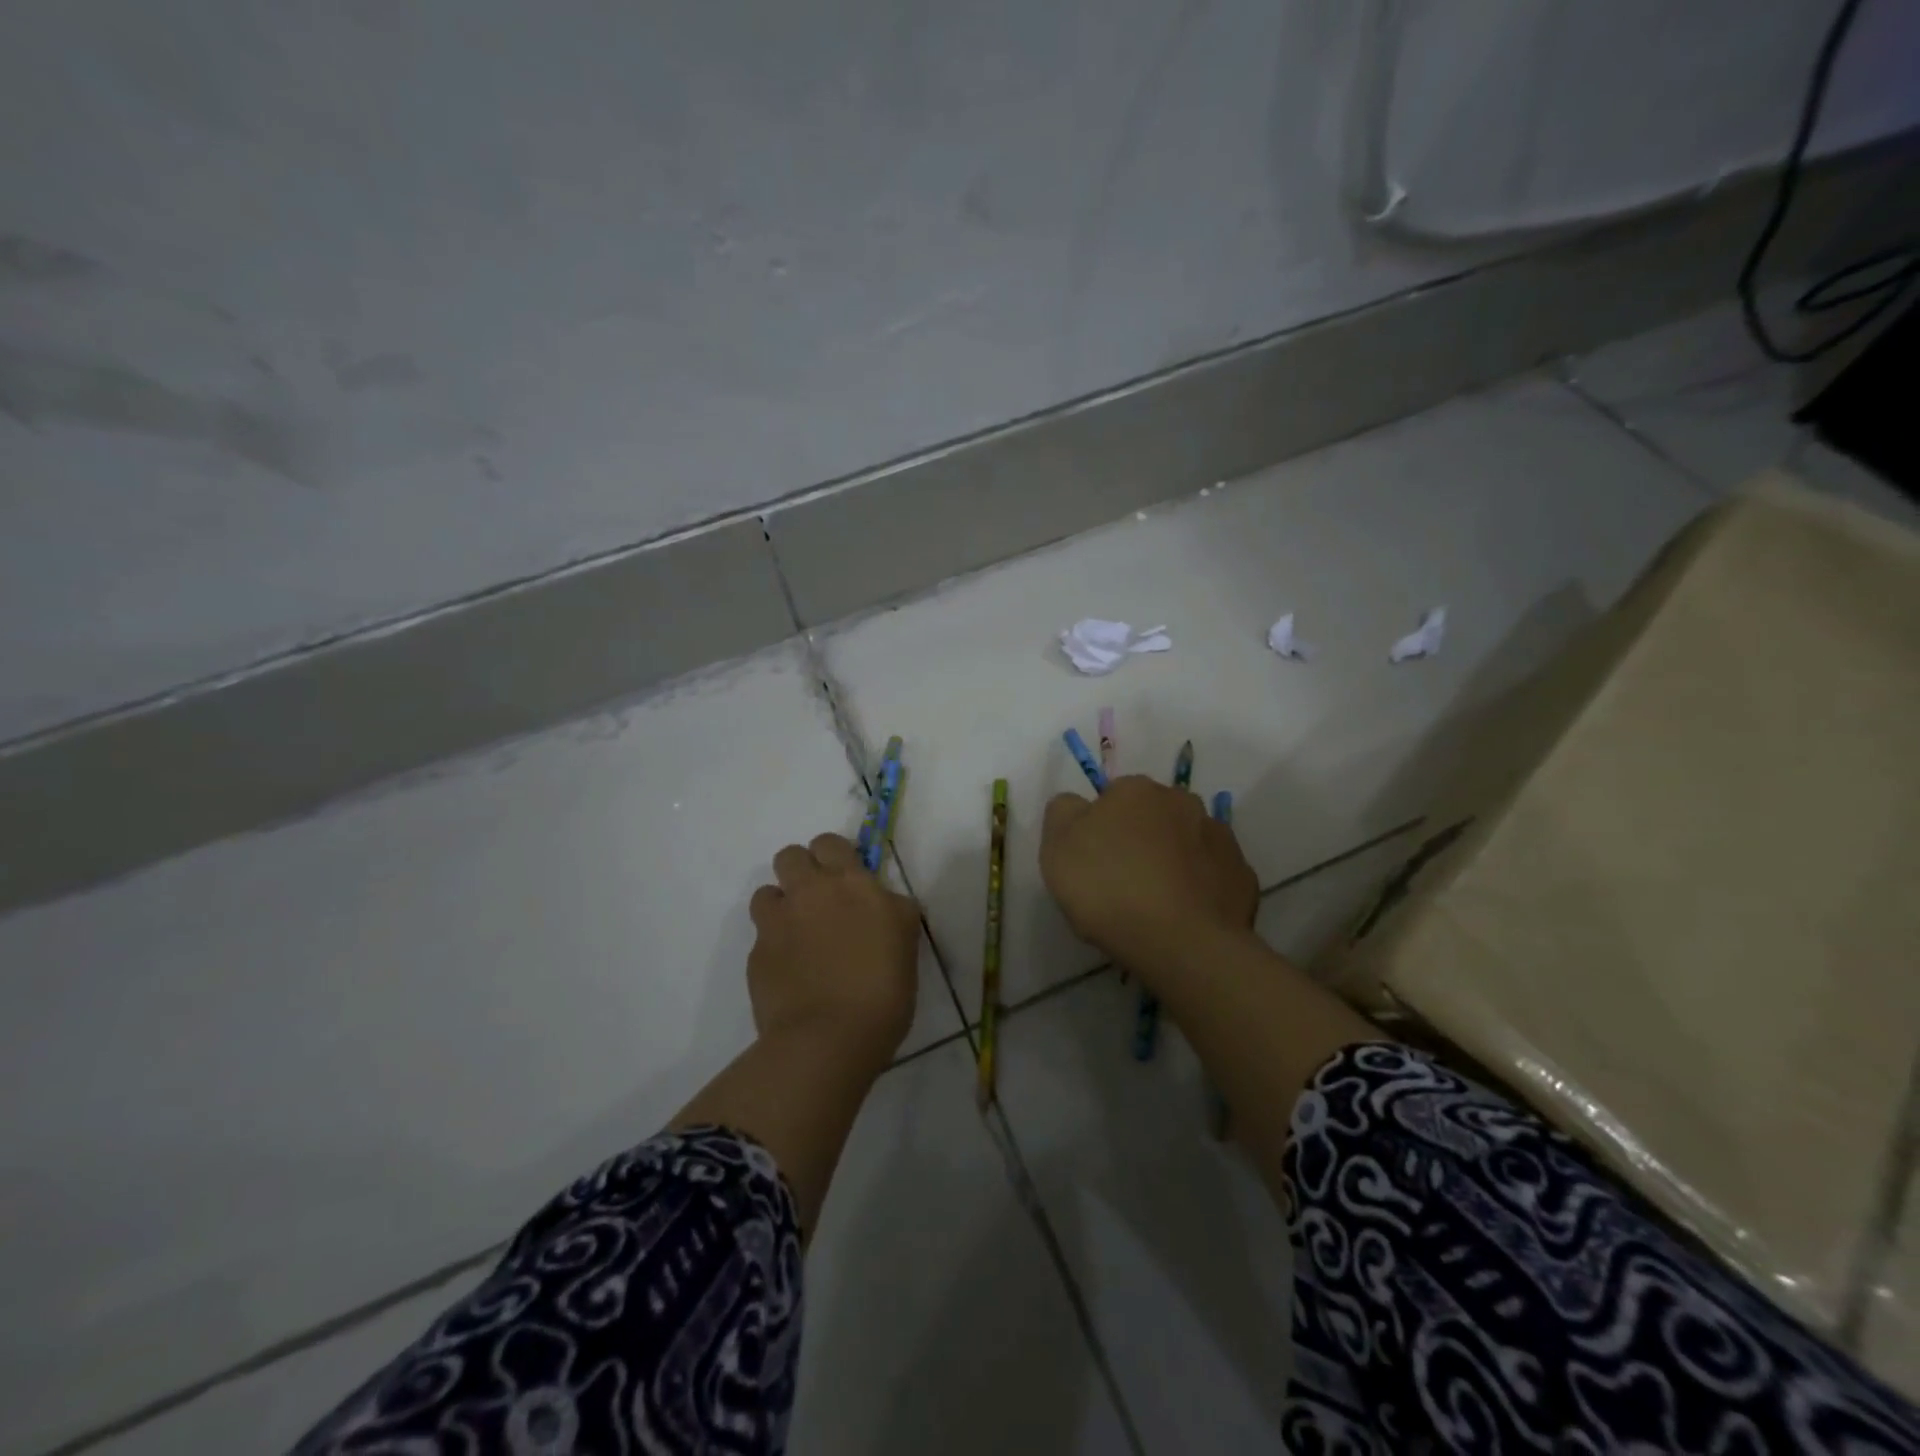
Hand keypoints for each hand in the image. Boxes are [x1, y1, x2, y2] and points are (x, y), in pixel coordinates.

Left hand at [747, 833, 919, 1069]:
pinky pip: (761, 936)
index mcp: (852, 884)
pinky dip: (774, 946)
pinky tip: (791, 972)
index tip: (845, 877)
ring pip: (766, 892)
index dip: (834, 855)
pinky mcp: (756, 955)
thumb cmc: (883, 991)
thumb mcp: (905, 940)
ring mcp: (777, 923)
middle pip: (790, 856)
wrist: (829, 1039)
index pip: (831, 843)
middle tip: (819, 901)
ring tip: (798, 935)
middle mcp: (810, 893)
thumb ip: (891, 910)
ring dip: (781, 905)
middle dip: (801, 870)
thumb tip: (881, 902)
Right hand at [1040, 776, 1257, 975]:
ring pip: (1186, 843)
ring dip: (1172, 861)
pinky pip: (1212, 876)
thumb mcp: (1057, 846)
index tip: (1093, 862)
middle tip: (1122, 882)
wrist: (1181, 943)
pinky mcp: (1242, 876)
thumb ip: (1063, 812)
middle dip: (1140, 839)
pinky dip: (1200, 889)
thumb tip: (1077, 805)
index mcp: (1136, 790)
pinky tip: (1185, 916)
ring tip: (1156, 904)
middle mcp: (1183, 802)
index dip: (1099, 828)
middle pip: (1153, 817)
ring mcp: (1219, 838)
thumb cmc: (1109, 888)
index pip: (1112, 797)